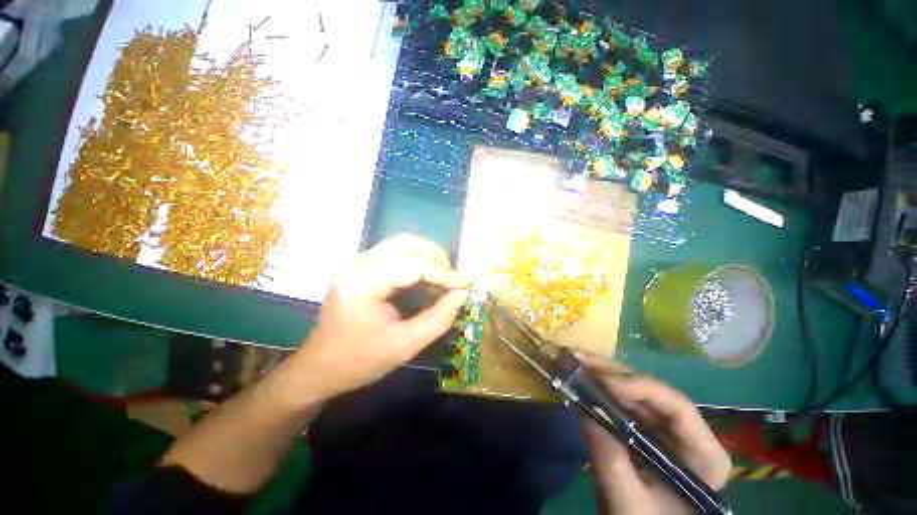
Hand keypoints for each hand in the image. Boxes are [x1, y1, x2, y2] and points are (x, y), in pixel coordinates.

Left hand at [292, 234, 469, 400]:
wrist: (319, 368)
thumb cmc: (359, 361)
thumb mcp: (405, 345)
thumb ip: (438, 318)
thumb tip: (462, 294)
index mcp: (363, 280)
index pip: (414, 265)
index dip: (445, 274)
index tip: (468, 284)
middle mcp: (358, 262)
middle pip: (408, 244)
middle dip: (437, 260)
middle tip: (452, 282)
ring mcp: (357, 262)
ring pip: (404, 245)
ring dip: (428, 260)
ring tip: (442, 282)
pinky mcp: (361, 267)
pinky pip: (396, 255)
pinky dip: (417, 265)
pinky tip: (426, 283)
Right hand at [582, 360, 730, 514]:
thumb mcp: (629, 504)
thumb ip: (611, 462)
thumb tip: (586, 411)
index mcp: (704, 455)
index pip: (678, 408)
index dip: (641, 387)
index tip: (605, 382)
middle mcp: (688, 434)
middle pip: (653, 393)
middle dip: (615, 375)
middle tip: (582, 360)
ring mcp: (665, 430)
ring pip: (635, 393)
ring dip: (605, 376)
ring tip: (578, 363)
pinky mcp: (644, 430)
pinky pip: (623, 403)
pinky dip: (601, 390)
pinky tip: (584, 379)